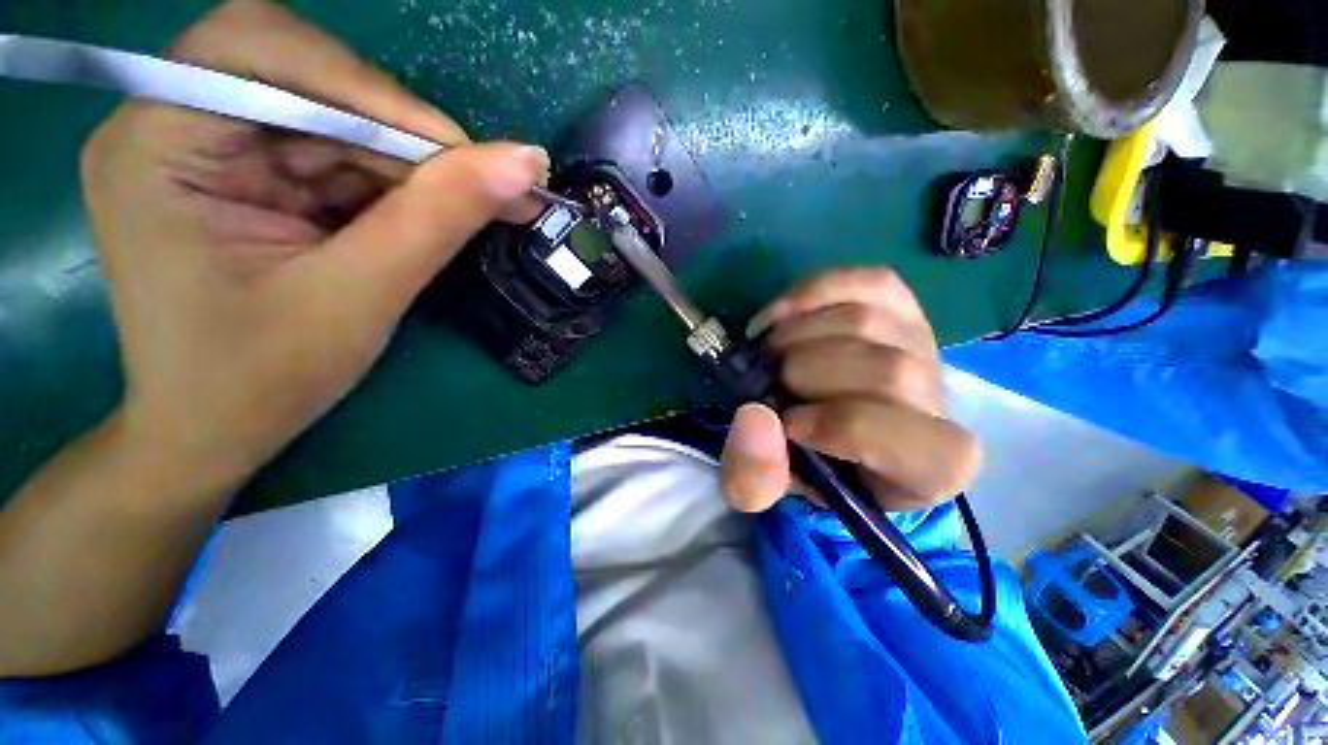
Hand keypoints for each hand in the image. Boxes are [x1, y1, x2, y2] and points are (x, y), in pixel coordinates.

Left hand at [81, 0, 547, 486]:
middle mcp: (168, 127)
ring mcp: (205, 150)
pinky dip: (389, 183)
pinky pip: (331, 155)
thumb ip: (441, 217)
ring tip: (467, 208)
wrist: (214, 432)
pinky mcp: (241, 177)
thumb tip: (525, 162)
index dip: (366, 88)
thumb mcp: (361, 295)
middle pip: (300, 77)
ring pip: (329, 118)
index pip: (259, 51)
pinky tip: (423, 217)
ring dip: (406, 162)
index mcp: (155, 146)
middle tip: (476, 182)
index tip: (458, 153)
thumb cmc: (263, 379)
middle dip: (395, 130)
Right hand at [720, 268, 980, 512]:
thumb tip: (753, 416)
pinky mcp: (902, 306)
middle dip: (804, 372)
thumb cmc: (807, 463)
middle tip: (767, 382)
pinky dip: (813, 292)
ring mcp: (924, 344)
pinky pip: (868, 282)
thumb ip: (754, 476)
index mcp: (929, 465)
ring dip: (797, 334)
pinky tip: (781, 315)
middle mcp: (942, 400)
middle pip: (884, 370)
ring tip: (769, 353)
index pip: (896, 436)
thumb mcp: (771, 489)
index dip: (831, 425)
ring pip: (866, 321)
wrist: (830, 428)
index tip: (785, 423)